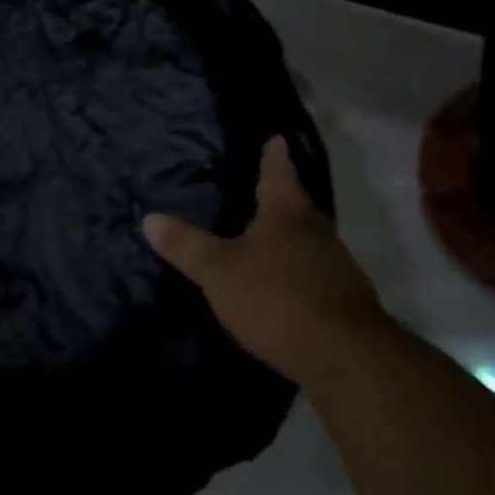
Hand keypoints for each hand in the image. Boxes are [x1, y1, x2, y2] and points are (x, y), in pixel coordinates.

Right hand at [144, 137, 387, 382]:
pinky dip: (299, 268)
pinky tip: (285, 282)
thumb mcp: (218, 271)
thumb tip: (148, 217)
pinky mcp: (346, 299)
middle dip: (280, 195)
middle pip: (296, 204)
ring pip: (308, 238)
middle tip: (261, 187)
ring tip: (268, 234)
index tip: (275, 138)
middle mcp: (317, 230)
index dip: (273, 154)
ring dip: (290, 234)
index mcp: (286, 212)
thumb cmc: (276, 297)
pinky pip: (316, 270)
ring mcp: (336, 265)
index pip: (277, 171)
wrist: (346, 357)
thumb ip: (185, 245)